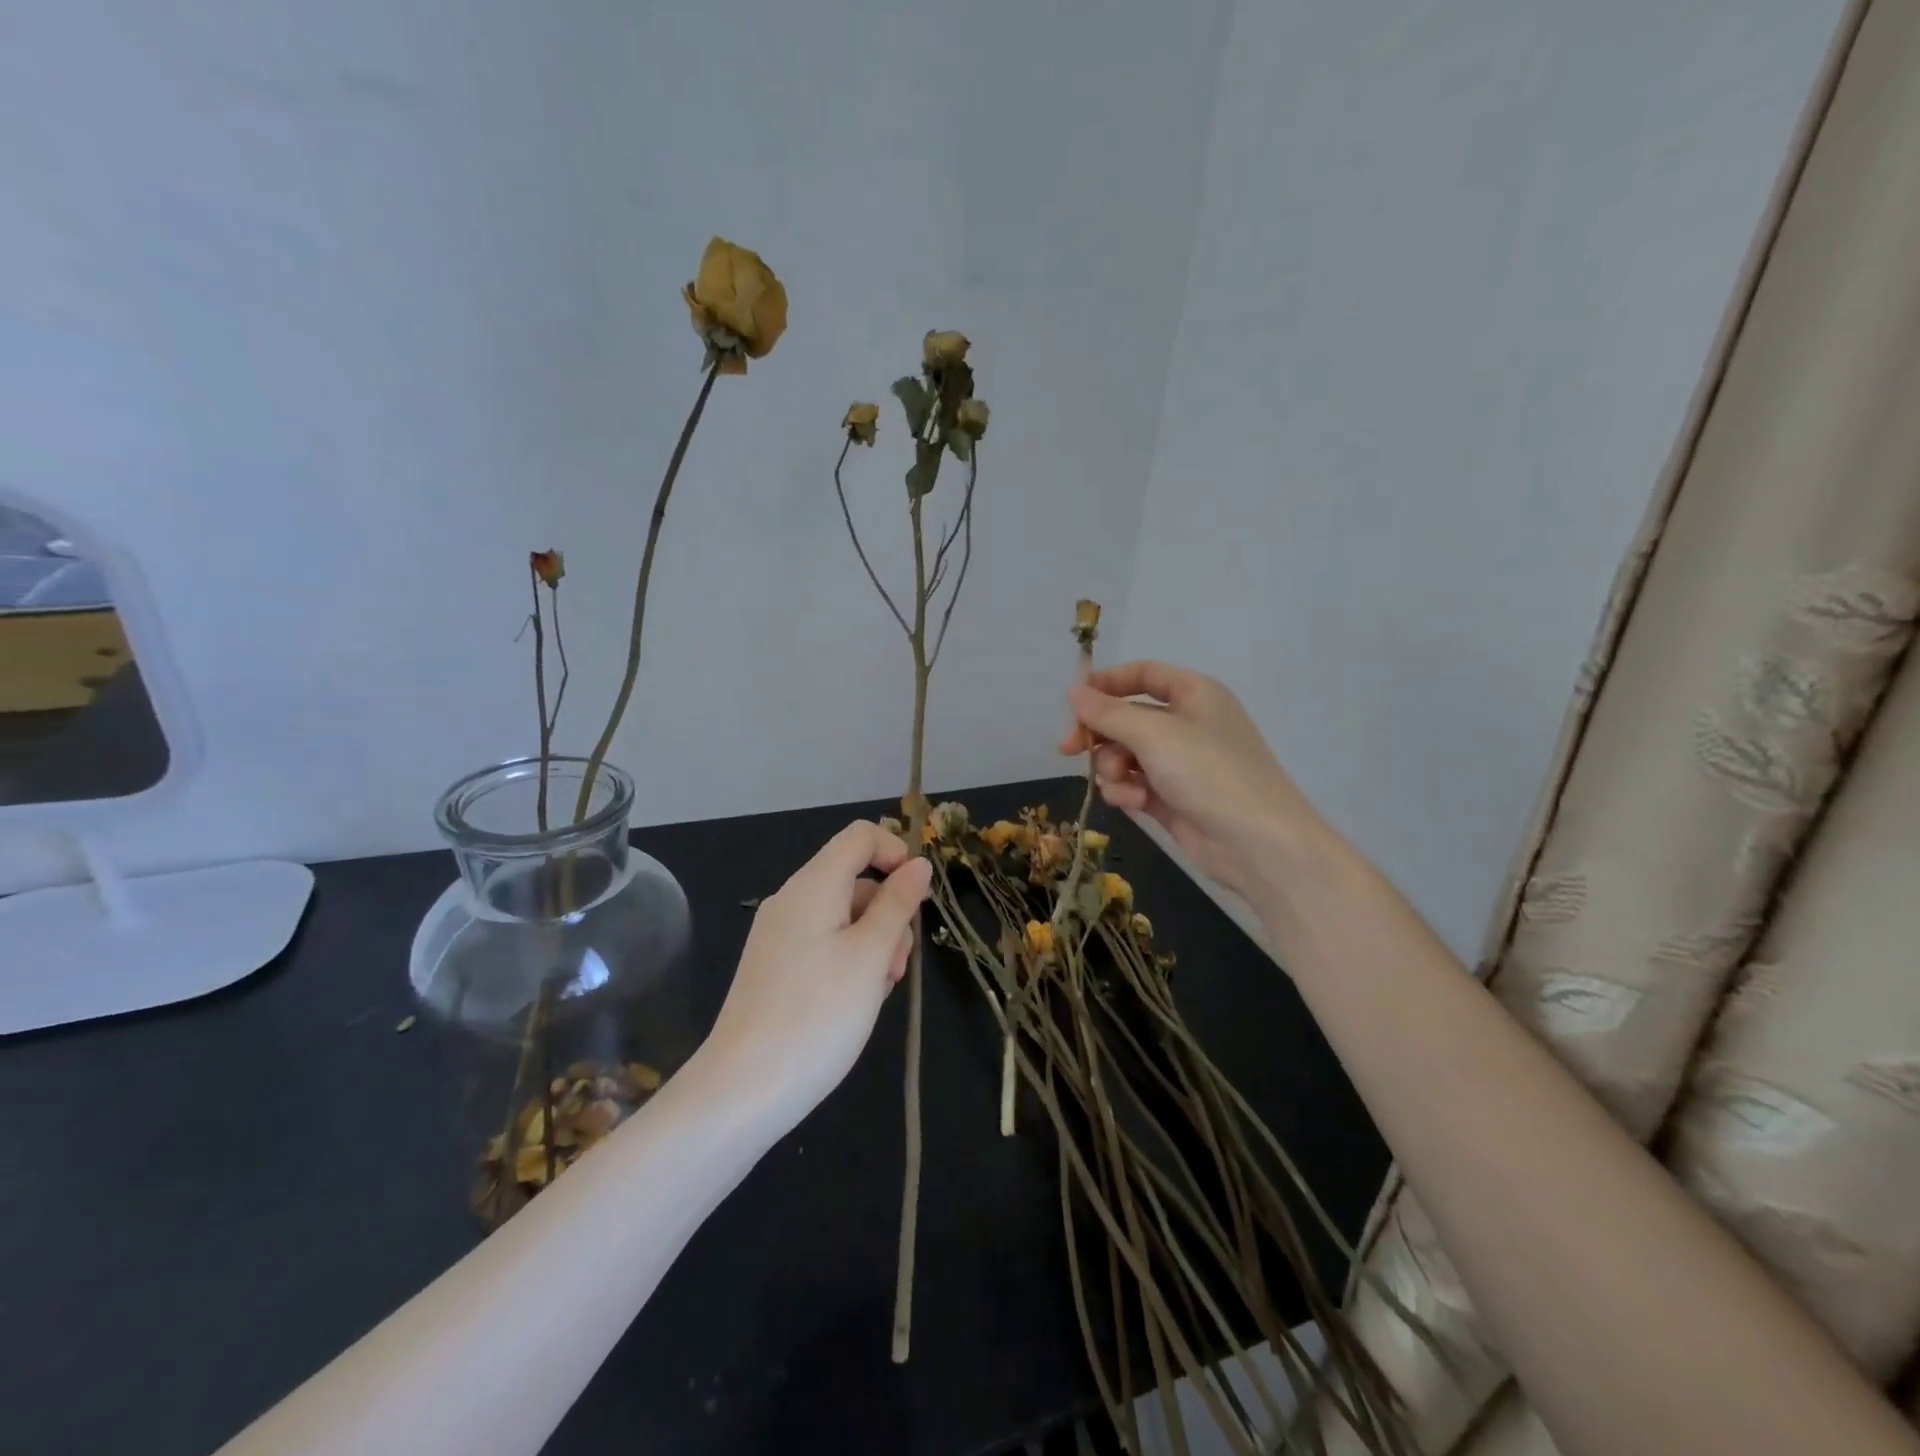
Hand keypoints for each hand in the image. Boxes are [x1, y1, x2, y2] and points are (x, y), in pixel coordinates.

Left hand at [700, 821, 930, 1127]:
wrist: (744, 1090)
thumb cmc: (818, 1014)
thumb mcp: (871, 955)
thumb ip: (897, 904)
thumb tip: (918, 865)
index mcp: (813, 885)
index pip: (860, 837)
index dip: (896, 853)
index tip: (918, 897)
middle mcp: (792, 900)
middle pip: (855, 880)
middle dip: (889, 912)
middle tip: (898, 965)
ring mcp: (780, 935)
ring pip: (844, 917)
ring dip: (874, 943)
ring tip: (878, 992)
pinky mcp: (775, 967)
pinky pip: (824, 944)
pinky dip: (849, 961)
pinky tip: (856, 1002)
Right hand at [1060, 661, 1323, 901]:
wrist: (1257, 843)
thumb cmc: (1209, 772)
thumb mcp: (1153, 734)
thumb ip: (1107, 713)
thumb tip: (1072, 692)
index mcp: (1194, 694)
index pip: (1143, 675)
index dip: (1107, 684)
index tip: (1073, 702)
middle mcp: (1188, 724)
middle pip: (1128, 717)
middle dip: (1100, 734)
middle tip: (1068, 749)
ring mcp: (1181, 764)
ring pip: (1127, 754)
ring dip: (1114, 767)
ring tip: (1119, 782)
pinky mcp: (1174, 799)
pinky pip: (1136, 784)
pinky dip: (1128, 791)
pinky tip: (1133, 803)